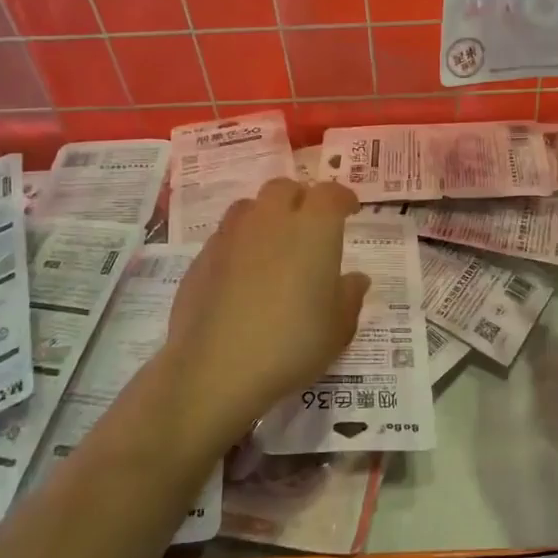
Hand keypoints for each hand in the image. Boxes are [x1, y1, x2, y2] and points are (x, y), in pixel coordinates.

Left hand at [160, 178, 368, 453]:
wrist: (216, 369)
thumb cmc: (292, 345)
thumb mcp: (338, 329)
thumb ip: (349, 297)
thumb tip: (356, 278)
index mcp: (313, 229)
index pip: (330, 193)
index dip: (342, 198)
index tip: (350, 210)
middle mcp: (271, 220)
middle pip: (285, 188)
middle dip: (301, 199)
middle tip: (311, 225)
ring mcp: (231, 236)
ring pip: (251, 206)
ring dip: (266, 215)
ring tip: (274, 244)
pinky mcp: (202, 258)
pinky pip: (226, 236)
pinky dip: (240, 243)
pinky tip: (243, 274)